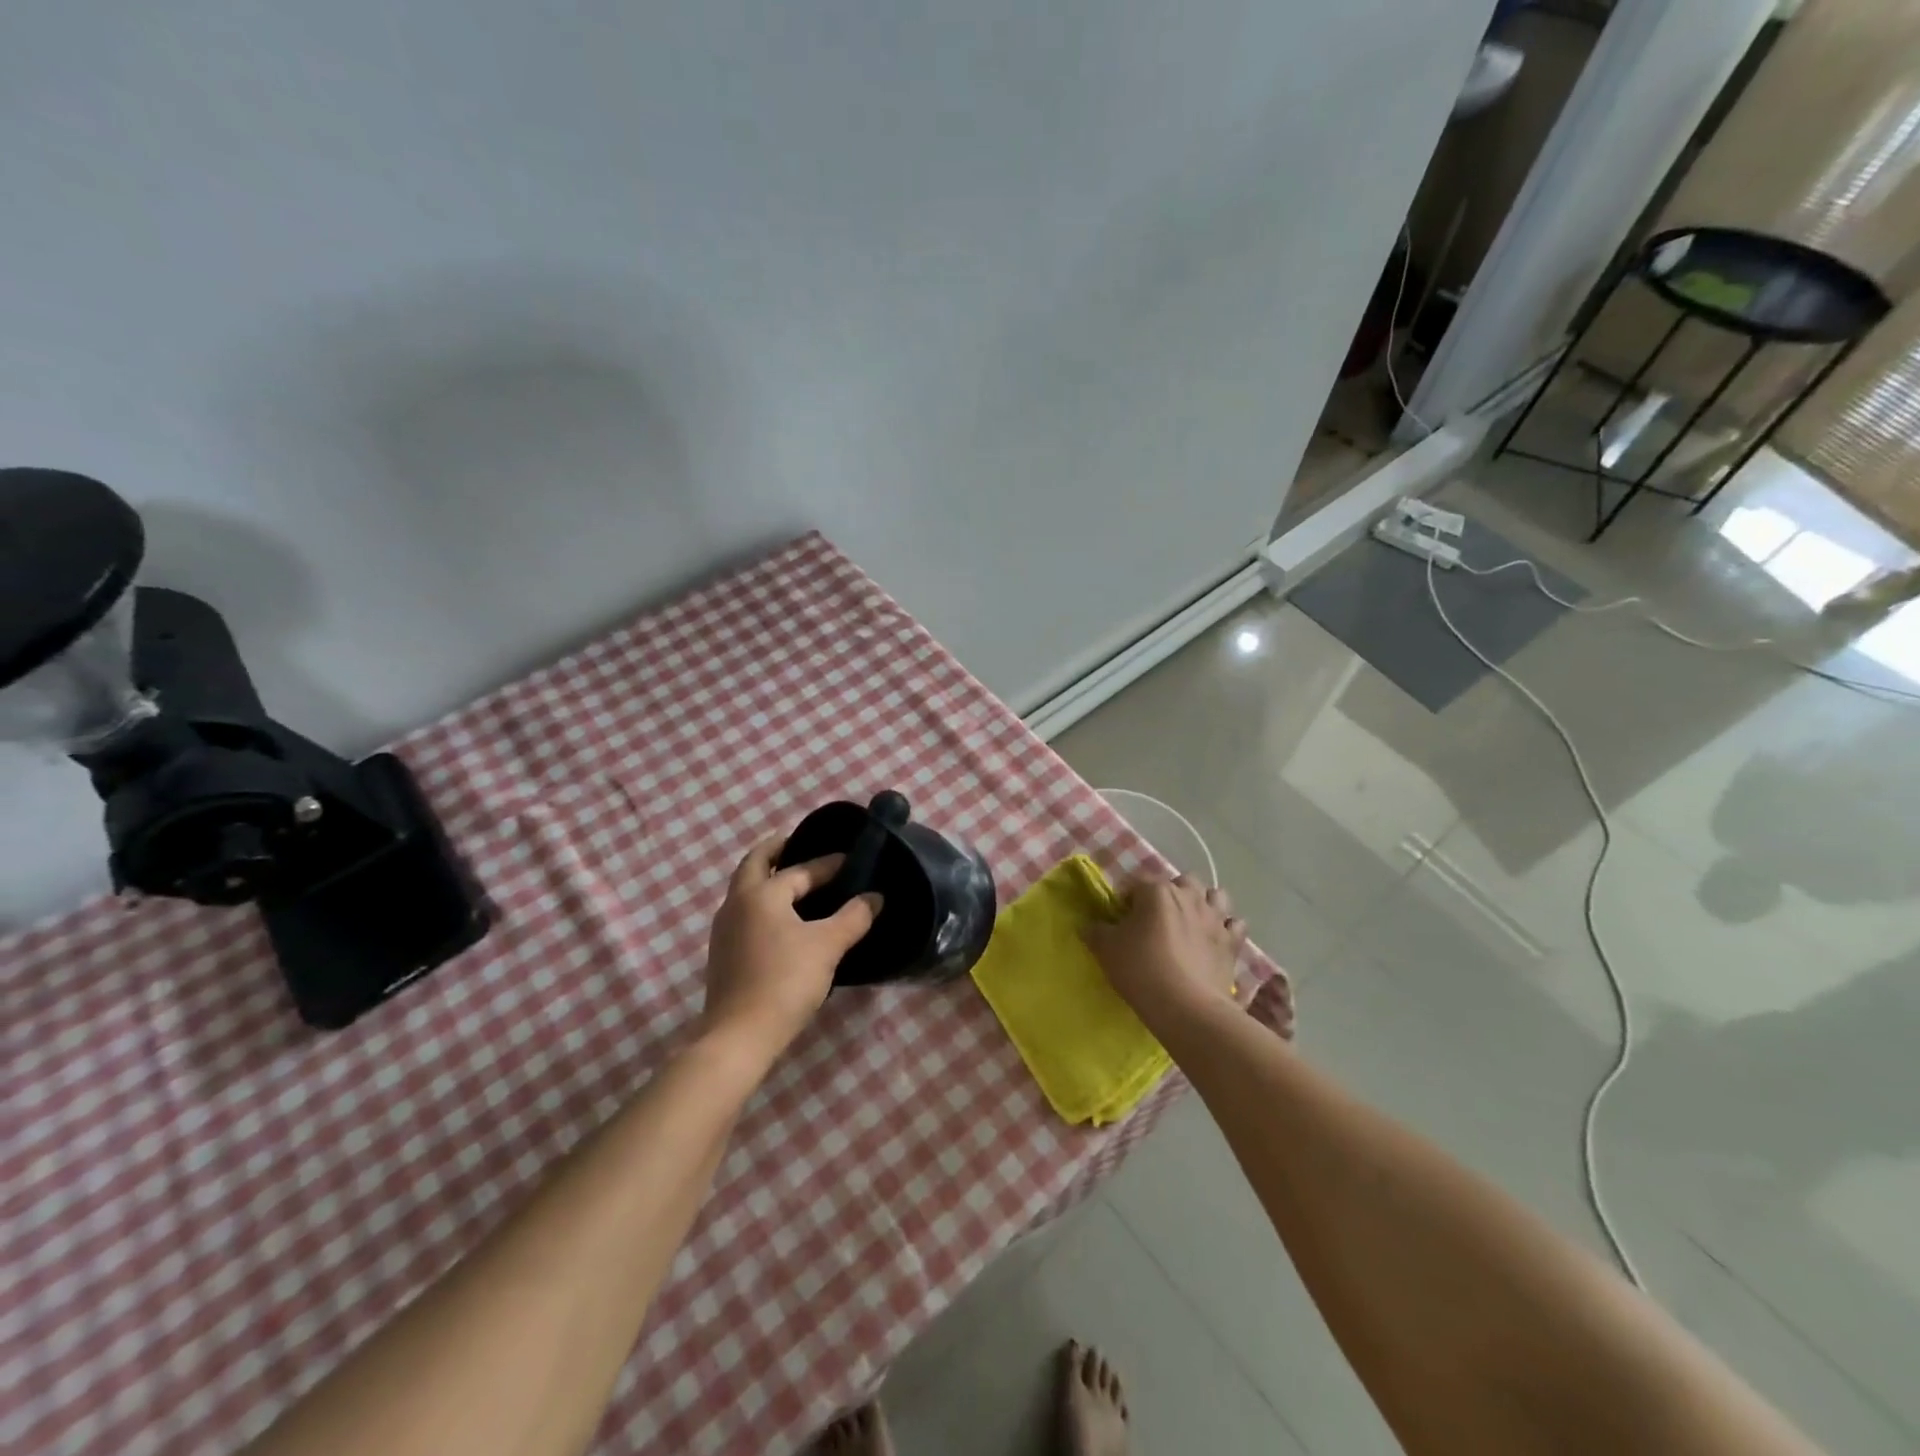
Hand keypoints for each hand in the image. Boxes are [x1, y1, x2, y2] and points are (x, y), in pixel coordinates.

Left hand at [700, 837, 881, 1063]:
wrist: (739, 1036)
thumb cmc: (785, 981)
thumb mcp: (828, 946)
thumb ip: (854, 917)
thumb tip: (875, 897)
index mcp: (761, 894)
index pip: (799, 870)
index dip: (827, 864)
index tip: (850, 861)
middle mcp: (736, 903)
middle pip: (755, 864)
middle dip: (777, 851)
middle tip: (800, 846)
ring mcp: (724, 930)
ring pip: (745, 890)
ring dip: (767, 878)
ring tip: (796, 883)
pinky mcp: (723, 954)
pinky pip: (745, 913)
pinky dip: (763, 903)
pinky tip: (783, 921)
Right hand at [1084, 874, 1244, 1034]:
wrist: (1186, 1007)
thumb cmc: (1141, 970)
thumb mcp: (1107, 950)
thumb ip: (1096, 932)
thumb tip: (1089, 925)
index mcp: (1157, 891)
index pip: (1136, 883)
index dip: (1126, 899)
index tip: (1120, 920)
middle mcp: (1189, 896)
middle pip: (1181, 881)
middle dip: (1170, 893)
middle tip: (1157, 919)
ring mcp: (1215, 917)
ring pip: (1215, 895)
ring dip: (1203, 903)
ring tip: (1191, 922)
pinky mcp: (1232, 942)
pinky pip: (1235, 925)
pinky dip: (1227, 928)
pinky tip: (1216, 939)